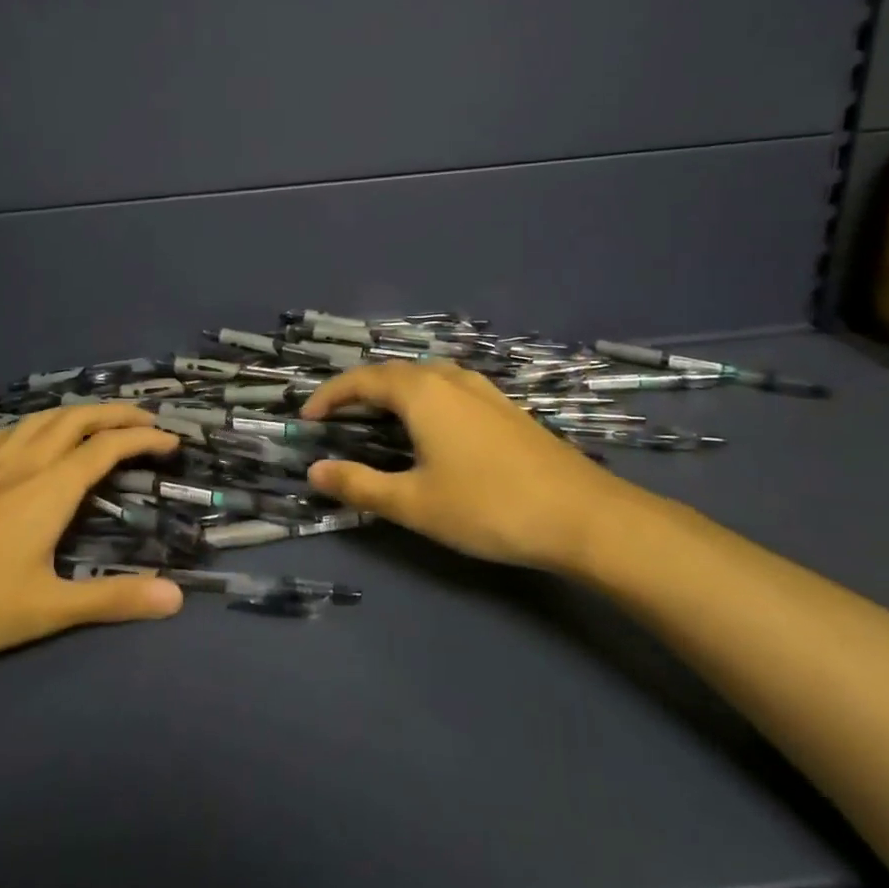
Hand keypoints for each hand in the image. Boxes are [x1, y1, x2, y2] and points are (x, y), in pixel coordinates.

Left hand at [0, 405, 184, 667]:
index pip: (108, 447)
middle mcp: (23, 464)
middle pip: (76, 419)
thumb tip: (177, 597)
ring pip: (39, 420)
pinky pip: (2, 434)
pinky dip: (30, 424)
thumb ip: (112, 600)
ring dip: (76, 412)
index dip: (144, 438)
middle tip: (145, 418)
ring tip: (95, 420)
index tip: (173, 441)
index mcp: (50, 488)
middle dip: (116, 413)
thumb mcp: (45, 609)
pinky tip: (25, 436)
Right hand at [302, 362, 676, 573]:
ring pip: (424, 377)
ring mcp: (482, 390)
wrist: (582, 515)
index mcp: (422, 392)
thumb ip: (359, 485)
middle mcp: (450, 379)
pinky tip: (429, 428)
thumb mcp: (414, 503)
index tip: (306, 418)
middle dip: (358, 391)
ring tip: (376, 420)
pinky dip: (421, 399)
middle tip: (336, 420)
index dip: (329, 396)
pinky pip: (448, 388)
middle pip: (392, 372)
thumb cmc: (488, 507)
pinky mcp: (504, 407)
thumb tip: (314, 471)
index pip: (362, 380)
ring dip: (392, 392)